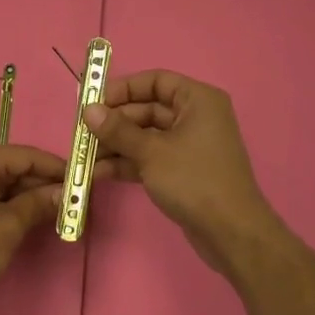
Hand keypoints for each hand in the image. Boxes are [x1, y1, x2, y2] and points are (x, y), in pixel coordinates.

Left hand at [0, 144, 66, 302]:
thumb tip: (64, 194)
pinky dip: (8, 204)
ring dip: (27, 196)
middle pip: (13, 167)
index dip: (56, 168)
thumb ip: (37, 205)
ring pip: (1, 182)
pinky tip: (28, 218)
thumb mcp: (8, 226)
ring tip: (57, 212)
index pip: (26, 155)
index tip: (82, 180)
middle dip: (42, 184)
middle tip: (74, 201)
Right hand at [85, 70, 281, 279]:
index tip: (93, 101)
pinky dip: (127, 163)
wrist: (231, 233)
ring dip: (115, 145)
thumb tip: (88, 110)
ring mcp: (189, 146)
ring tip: (84, 157)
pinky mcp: (183, 172)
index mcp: (197, 100)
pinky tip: (98, 173)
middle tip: (82, 133)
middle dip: (113, 122)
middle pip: (147, 110)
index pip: (155, 81)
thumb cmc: (194, 180)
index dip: (123, 88)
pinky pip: (150, 158)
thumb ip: (118, 130)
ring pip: (145, 136)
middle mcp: (195, 117)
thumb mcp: (151, 152)